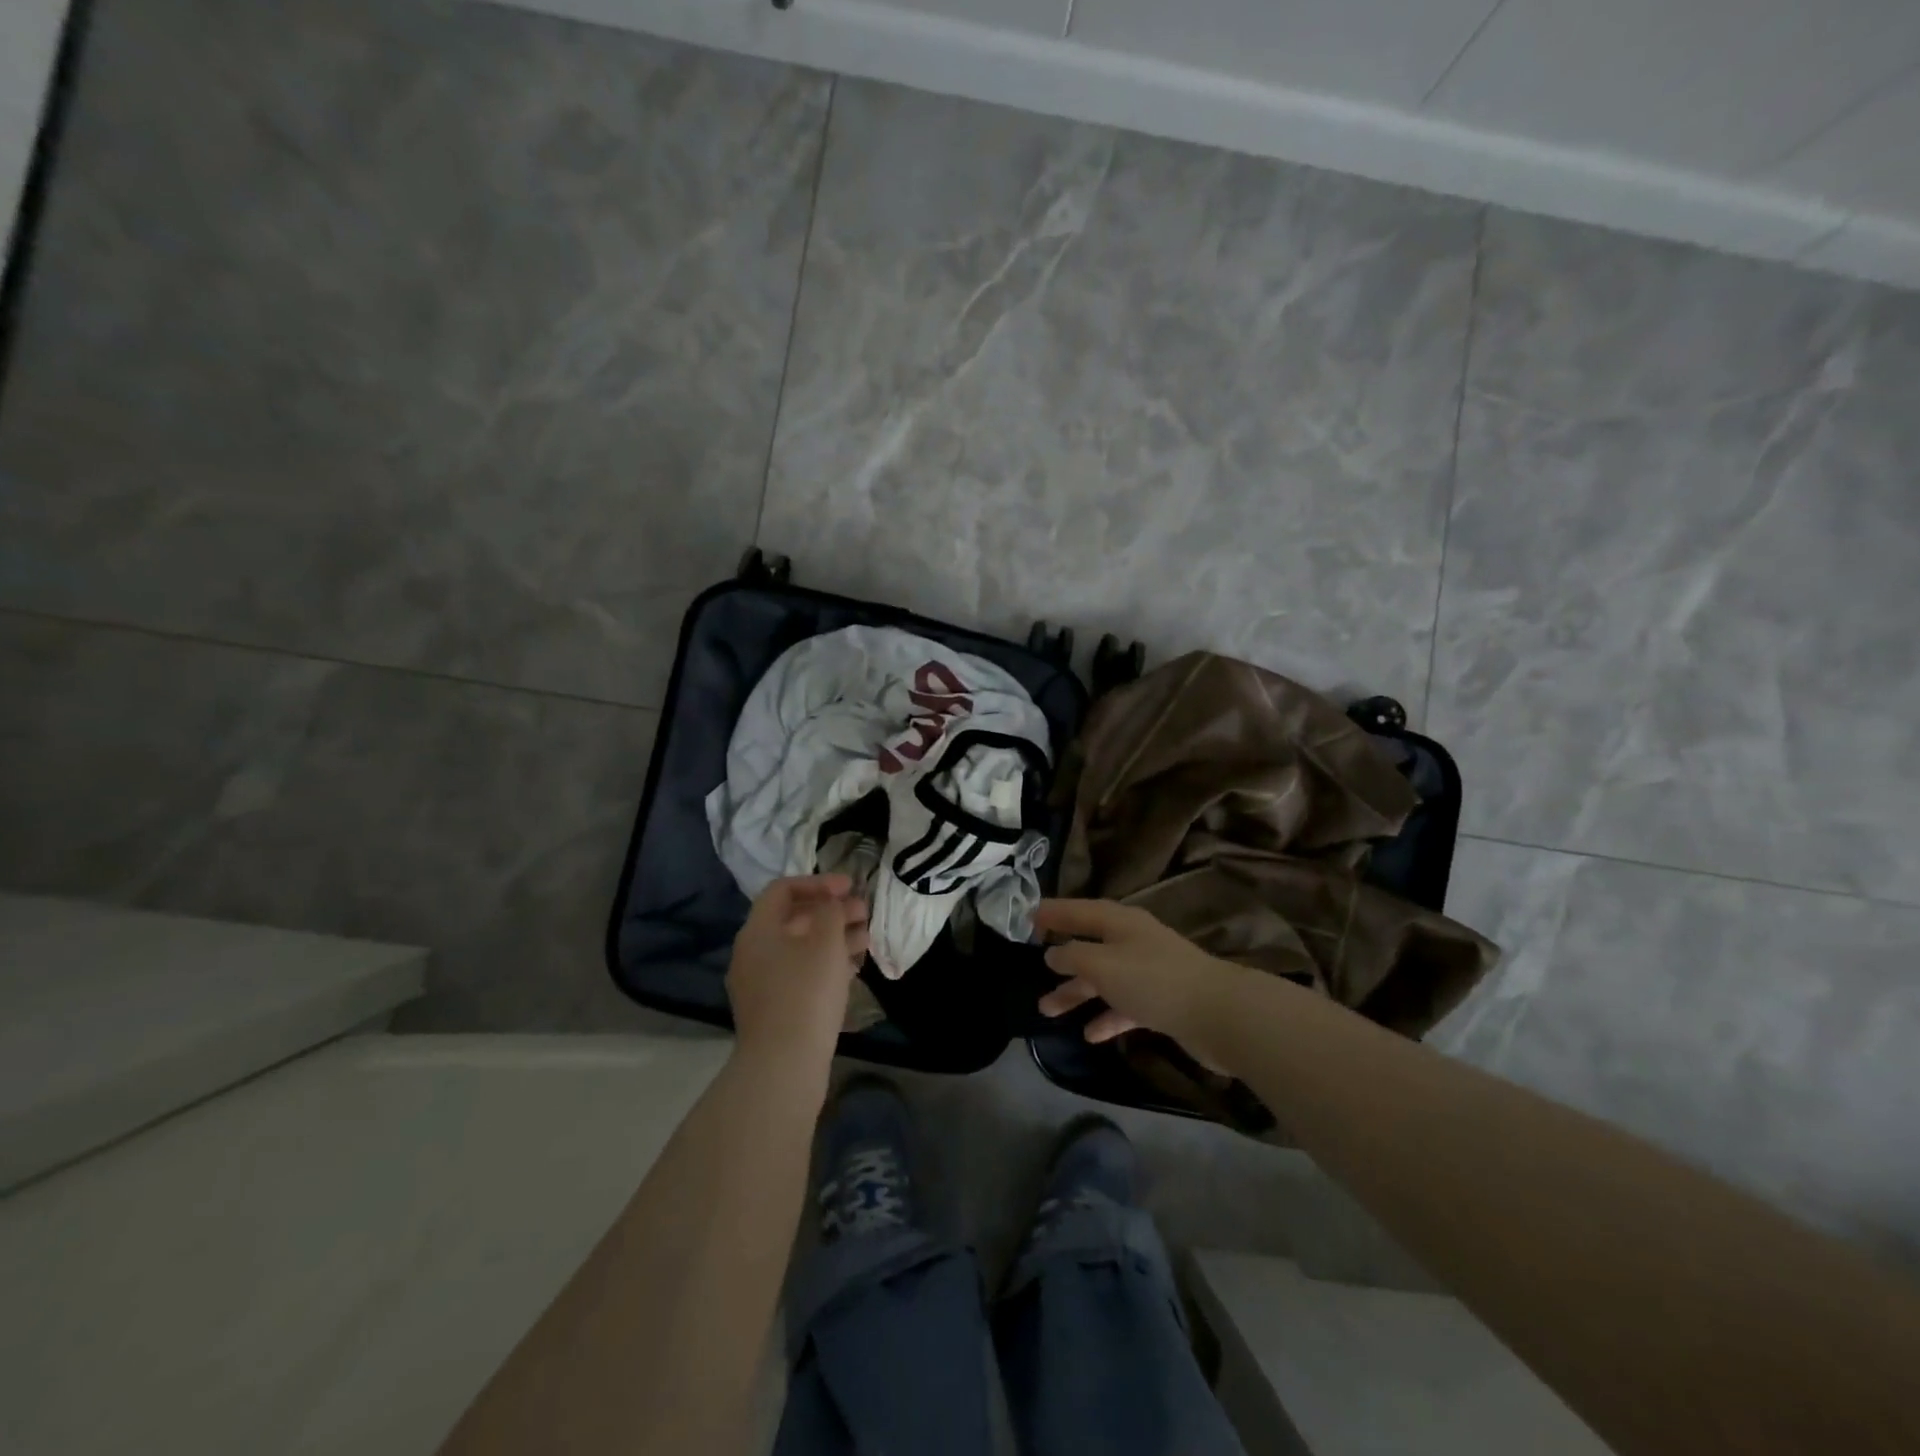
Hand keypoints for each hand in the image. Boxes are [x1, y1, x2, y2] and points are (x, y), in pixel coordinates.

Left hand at [728, 875, 869, 1073]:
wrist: (783, 1065)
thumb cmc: (806, 992)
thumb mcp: (825, 941)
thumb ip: (830, 911)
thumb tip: (830, 903)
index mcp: (758, 931)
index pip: (783, 889)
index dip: (818, 882)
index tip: (849, 887)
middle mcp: (753, 953)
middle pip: (793, 919)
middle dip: (831, 911)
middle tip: (865, 912)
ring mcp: (761, 984)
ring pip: (800, 948)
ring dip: (833, 937)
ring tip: (867, 938)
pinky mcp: (774, 1010)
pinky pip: (800, 973)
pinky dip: (826, 964)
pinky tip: (853, 968)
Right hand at [1033, 899, 1251, 1061]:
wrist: (1219, 1014)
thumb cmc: (1153, 980)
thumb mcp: (1102, 965)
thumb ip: (1072, 957)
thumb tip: (1053, 953)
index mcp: (1118, 922)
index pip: (1077, 910)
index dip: (1052, 913)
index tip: (1026, 917)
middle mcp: (1132, 941)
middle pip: (1089, 946)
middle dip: (1060, 959)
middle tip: (1030, 970)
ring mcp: (1149, 971)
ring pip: (1103, 978)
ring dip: (1076, 993)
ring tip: (1047, 1010)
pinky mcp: (1162, 1001)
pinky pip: (1124, 1005)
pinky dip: (1107, 1016)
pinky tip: (1090, 1035)